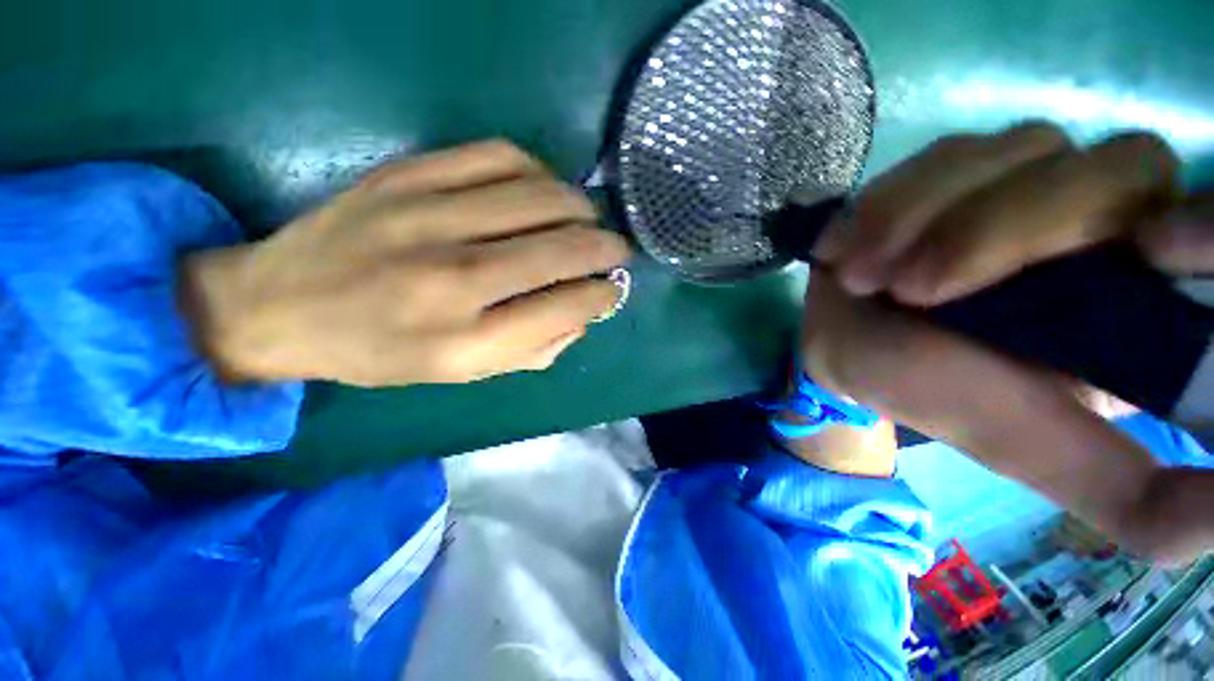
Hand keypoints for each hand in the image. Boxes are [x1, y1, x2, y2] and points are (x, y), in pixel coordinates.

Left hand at [180, 140, 630, 386]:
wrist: (281, 306)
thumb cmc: (382, 353)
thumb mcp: (464, 374)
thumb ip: (534, 348)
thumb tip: (584, 313)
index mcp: (466, 340)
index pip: (565, 306)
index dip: (603, 294)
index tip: (613, 289)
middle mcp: (453, 278)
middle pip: (561, 248)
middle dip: (607, 248)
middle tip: (617, 250)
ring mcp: (428, 216)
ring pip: (541, 196)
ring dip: (581, 208)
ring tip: (586, 221)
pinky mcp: (408, 174)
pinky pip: (499, 156)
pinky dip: (538, 172)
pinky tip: (542, 190)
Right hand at [802, 123, 1213, 562]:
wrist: (846, 345)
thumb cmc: (932, 393)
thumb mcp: (1034, 453)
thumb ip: (1136, 502)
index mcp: (1148, 297)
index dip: (1206, 228)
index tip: (1143, 254)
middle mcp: (1116, 216)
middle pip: (1122, 170)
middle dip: (1003, 233)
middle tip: (911, 291)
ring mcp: (1036, 172)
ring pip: (1022, 153)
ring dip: (922, 220)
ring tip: (860, 277)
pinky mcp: (965, 160)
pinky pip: (946, 154)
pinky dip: (891, 205)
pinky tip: (851, 248)